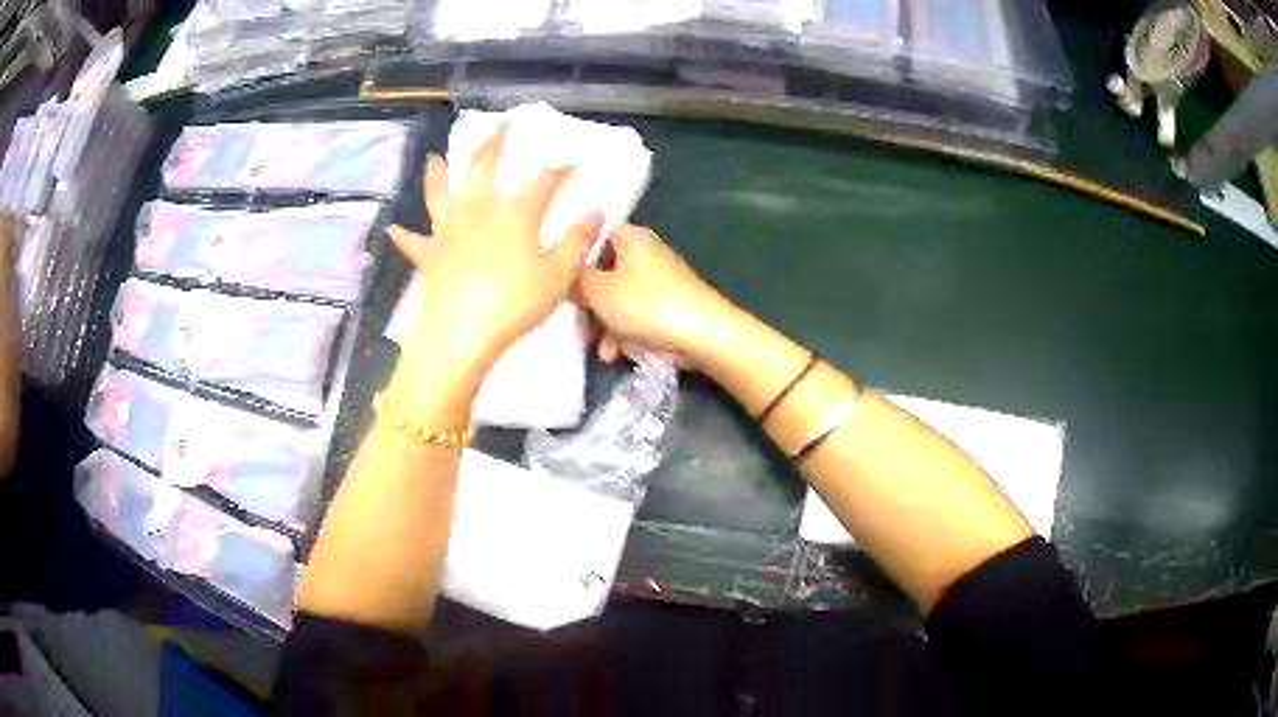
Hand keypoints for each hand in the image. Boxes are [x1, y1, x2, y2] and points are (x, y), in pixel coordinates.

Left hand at [391, 126, 603, 377]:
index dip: (559, 171)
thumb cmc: (513, 305)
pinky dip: (405, 236)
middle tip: (499, 124)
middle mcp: (478, 212)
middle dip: (494, 143)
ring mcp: (448, 232)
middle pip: (484, 168)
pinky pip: (414, 243)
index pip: (542, 183)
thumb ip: (576, 242)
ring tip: (434, 158)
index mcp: (514, 215)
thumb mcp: (557, 277)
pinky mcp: (430, 257)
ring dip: (438, 174)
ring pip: (440, 195)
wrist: (460, 335)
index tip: (572, 163)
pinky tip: (394, 230)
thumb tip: (597, 212)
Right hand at [579, 225, 735, 369]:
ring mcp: (660, 282)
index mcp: (631, 238)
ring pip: (620, 300)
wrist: (703, 334)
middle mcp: (646, 254)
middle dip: (590, 305)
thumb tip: (567, 275)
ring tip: (601, 352)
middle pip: (606, 274)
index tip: (561, 281)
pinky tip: (619, 355)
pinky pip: (638, 317)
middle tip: (577, 327)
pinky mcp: (669, 308)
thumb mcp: (598, 290)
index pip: (596, 236)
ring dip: (605, 327)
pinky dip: (626, 333)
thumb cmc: (646, 304)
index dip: (577, 257)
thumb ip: (576, 280)